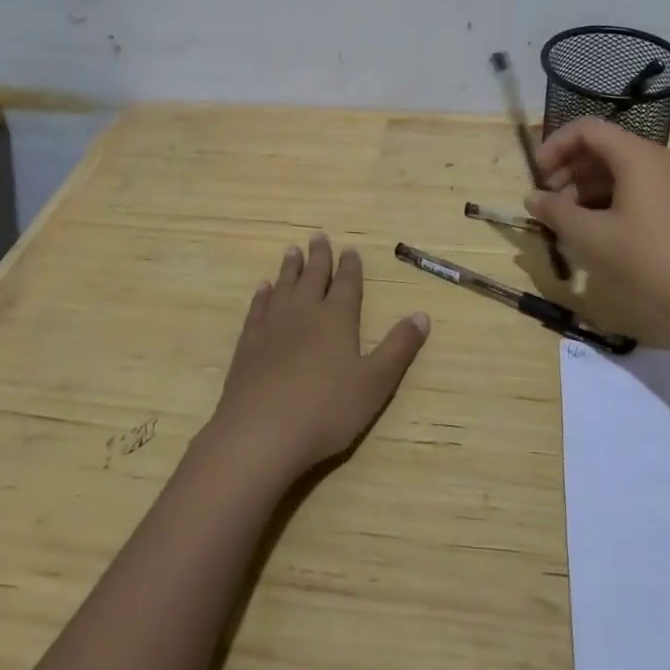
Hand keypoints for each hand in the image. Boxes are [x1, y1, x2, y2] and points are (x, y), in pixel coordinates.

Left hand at [209, 234, 429, 478]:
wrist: (260, 433)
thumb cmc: (326, 410)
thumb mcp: (375, 383)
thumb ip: (398, 347)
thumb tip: (422, 314)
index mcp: (337, 319)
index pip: (347, 284)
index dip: (350, 266)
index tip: (349, 249)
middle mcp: (305, 313)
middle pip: (313, 277)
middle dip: (319, 257)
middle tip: (318, 236)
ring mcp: (272, 327)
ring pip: (284, 287)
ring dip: (290, 268)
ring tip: (292, 251)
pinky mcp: (247, 345)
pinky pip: (257, 309)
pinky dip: (262, 295)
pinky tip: (263, 289)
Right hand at [527, 118, 669, 335]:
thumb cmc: (647, 261)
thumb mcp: (591, 237)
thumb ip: (556, 211)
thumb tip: (533, 197)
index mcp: (637, 156)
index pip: (587, 129)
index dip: (555, 145)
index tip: (536, 175)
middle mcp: (656, 160)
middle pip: (602, 148)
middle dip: (568, 170)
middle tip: (546, 202)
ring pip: (616, 171)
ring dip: (584, 189)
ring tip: (563, 221)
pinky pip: (633, 189)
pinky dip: (606, 202)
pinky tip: (590, 231)